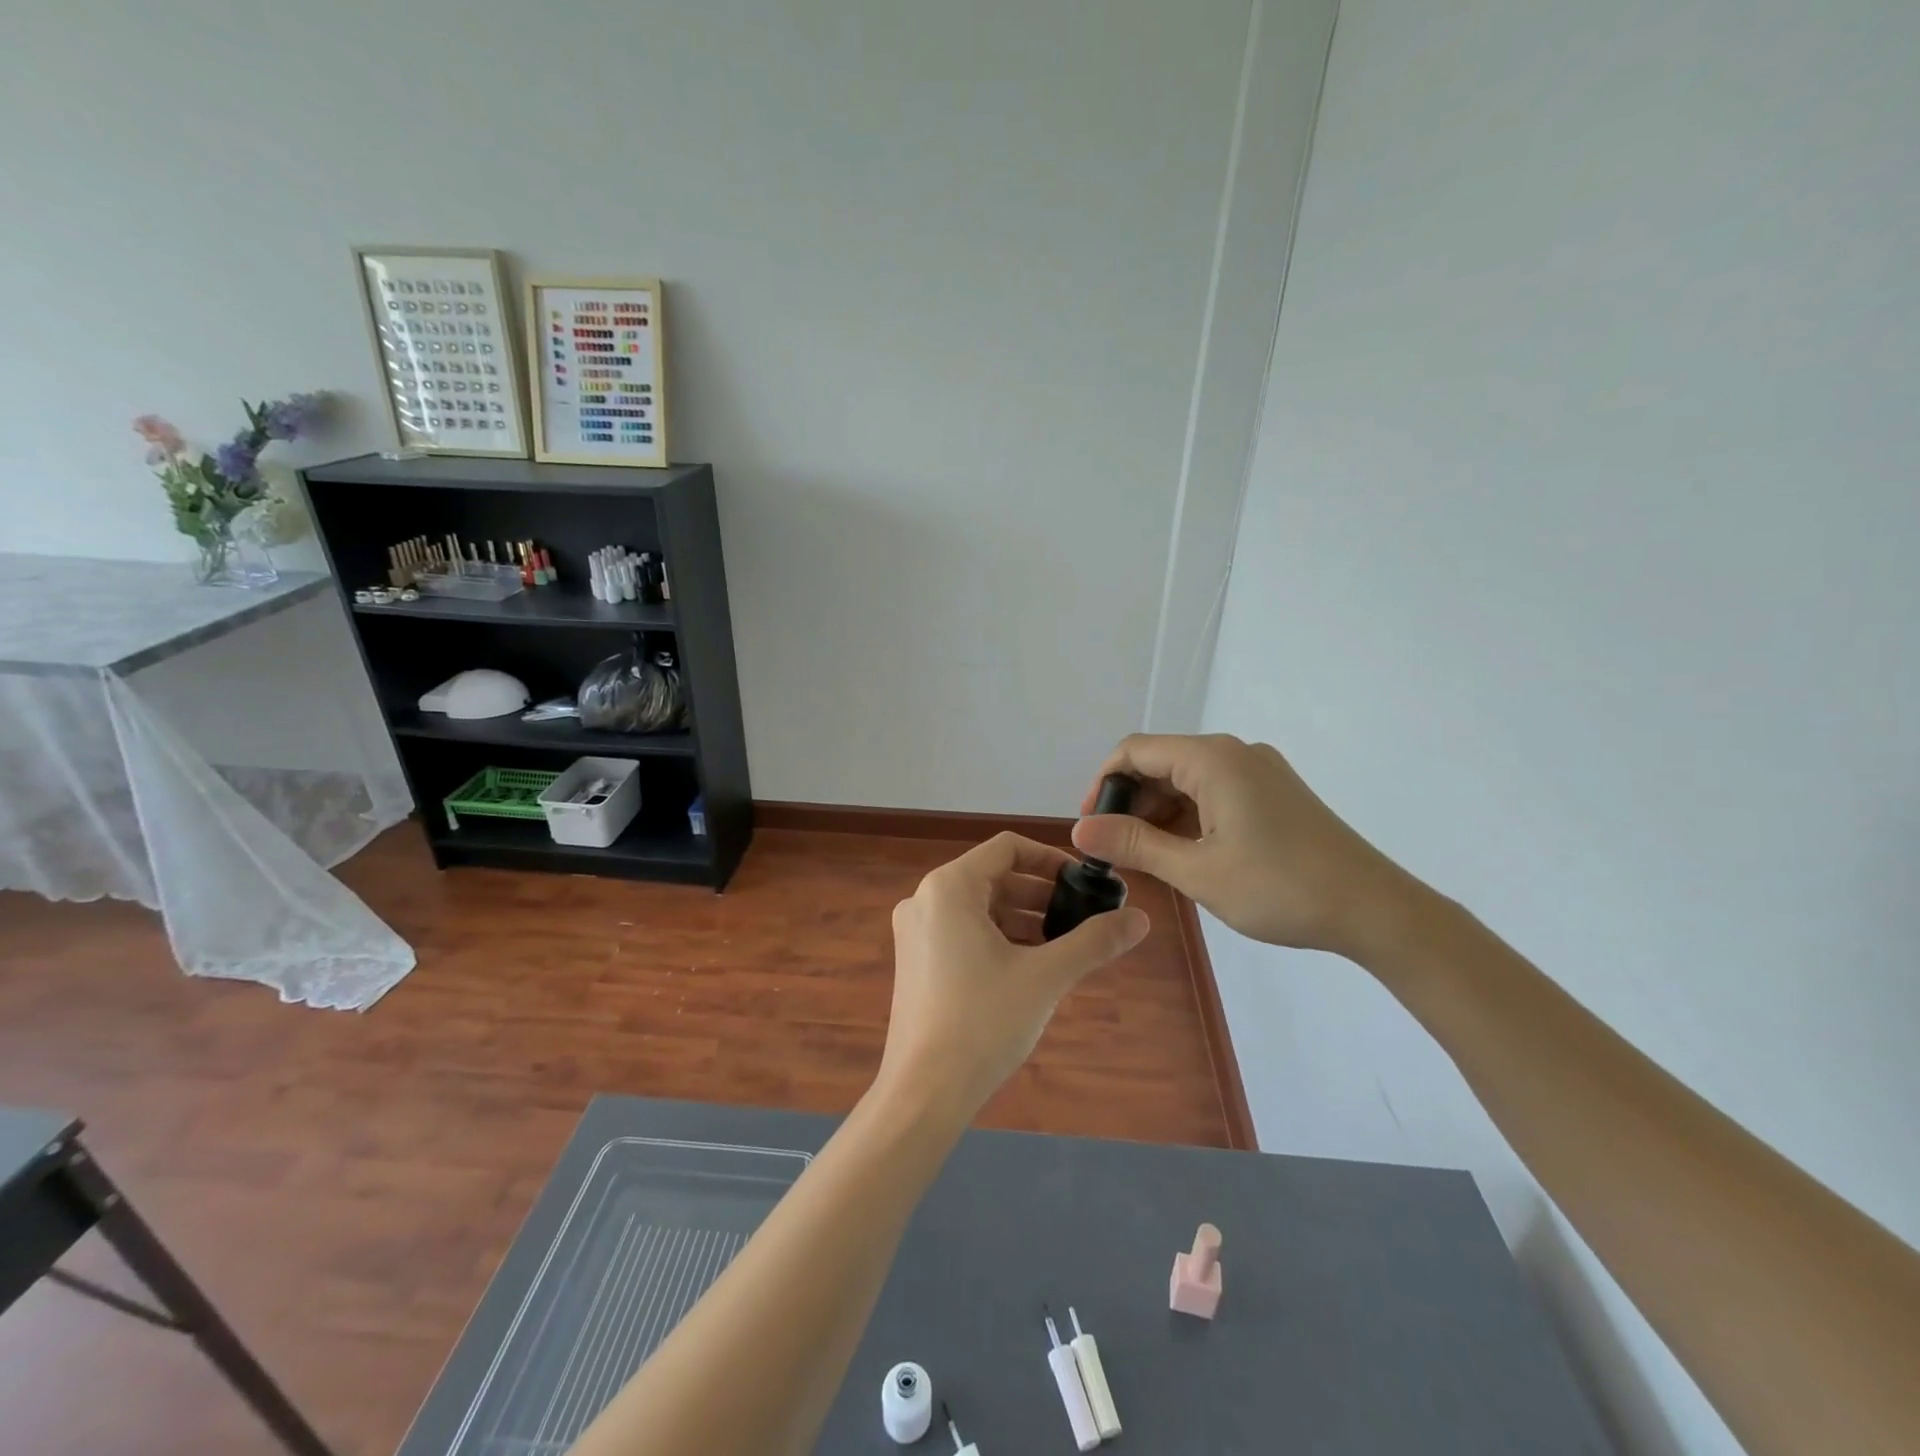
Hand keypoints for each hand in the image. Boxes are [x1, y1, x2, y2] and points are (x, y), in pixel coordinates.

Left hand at [879, 832, 1149, 1116]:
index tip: (1083, 883)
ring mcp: (916, 932)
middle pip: (993, 877)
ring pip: (979, 908)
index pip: (1006, 848)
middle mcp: (925, 899)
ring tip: (1064, 945)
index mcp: (949, 887)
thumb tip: (1141, 918)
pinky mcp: (916, 961)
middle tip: (1082, 917)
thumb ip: (1093, 941)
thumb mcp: (1046, 977)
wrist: (924, 1093)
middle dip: (1040, 895)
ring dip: (1023, 919)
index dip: (1049, 859)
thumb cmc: (983, 1022)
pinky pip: (963, 932)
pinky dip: (999, 939)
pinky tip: (1031, 966)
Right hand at [1073, 734, 1423, 958]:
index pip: (1135, 751)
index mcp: (1212, 759)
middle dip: (1130, 802)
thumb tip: (1080, 829)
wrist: (1374, 909)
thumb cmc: (1280, 888)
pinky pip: (1214, 792)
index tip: (1089, 826)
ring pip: (1187, 780)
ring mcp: (1258, 771)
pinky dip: (1189, 817)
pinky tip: (1184, 853)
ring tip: (1146, 858)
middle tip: (1116, 850)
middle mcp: (1234, 753)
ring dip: (1159, 813)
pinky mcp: (1274, 792)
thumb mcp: (1197, 870)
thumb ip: (1135, 844)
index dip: (1102, 784)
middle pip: (1161, 762)